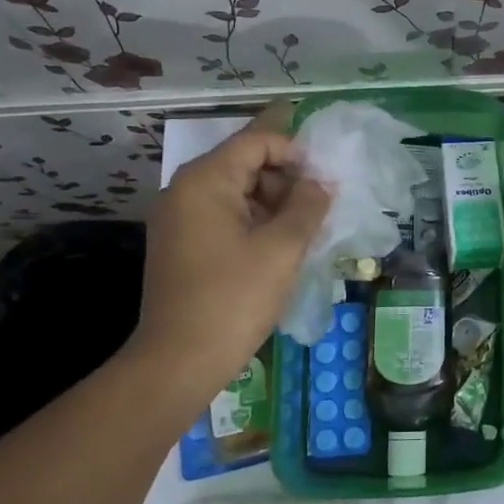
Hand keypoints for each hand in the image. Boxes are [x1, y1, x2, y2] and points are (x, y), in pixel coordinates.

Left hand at [125, 110, 329, 403]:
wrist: (178, 362)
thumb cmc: (233, 299)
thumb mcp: (282, 249)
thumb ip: (307, 206)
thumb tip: (321, 182)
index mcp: (205, 181)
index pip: (256, 141)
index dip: (295, 150)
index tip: (326, 177)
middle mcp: (186, 190)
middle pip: (245, 163)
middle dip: (286, 177)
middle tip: (321, 205)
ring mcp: (180, 219)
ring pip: (237, 192)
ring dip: (274, 202)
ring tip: (307, 228)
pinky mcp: (183, 245)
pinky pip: (225, 216)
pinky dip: (256, 221)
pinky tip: (282, 244)